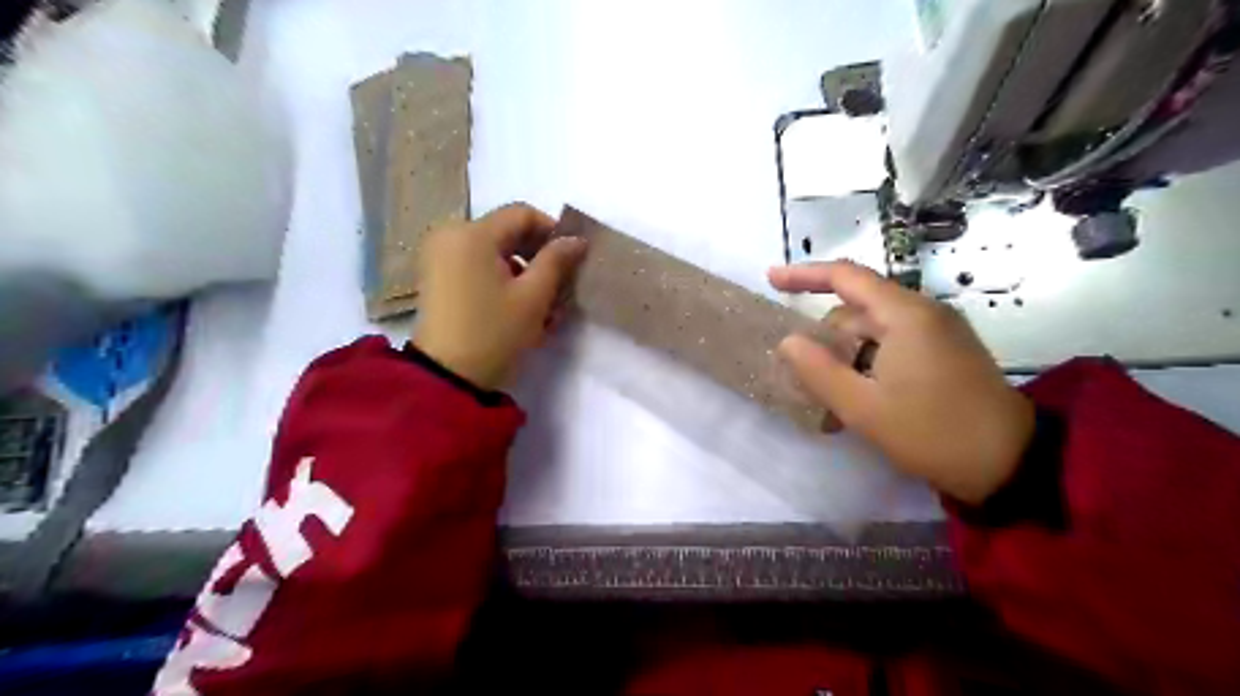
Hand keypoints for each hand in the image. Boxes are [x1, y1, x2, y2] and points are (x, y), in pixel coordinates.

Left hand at [414, 204, 587, 390]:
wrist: (447, 378)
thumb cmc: (494, 333)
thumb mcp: (533, 297)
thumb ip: (557, 261)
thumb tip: (576, 239)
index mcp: (472, 234)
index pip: (522, 213)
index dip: (552, 231)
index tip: (572, 258)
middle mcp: (450, 236)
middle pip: (507, 233)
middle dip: (539, 257)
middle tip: (561, 286)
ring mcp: (440, 258)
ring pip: (495, 253)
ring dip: (524, 273)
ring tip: (545, 307)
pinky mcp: (438, 279)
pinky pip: (478, 267)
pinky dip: (503, 282)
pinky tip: (521, 310)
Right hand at [772, 261, 1031, 505]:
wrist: (1012, 464)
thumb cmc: (932, 433)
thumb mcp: (862, 408)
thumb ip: (818, 371)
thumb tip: (788, 341)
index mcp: (904, 315)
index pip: (845, 277)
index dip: (803, 275)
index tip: (771, 280)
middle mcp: (923, 312)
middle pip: (856, 311)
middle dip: (827, 341)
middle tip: (809, 384)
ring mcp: (938, 331)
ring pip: (872, 331)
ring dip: (847, 360)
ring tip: (836, 405)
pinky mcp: (946, 351)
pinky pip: (892, 345)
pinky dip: (869, 365)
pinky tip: (863, 399)